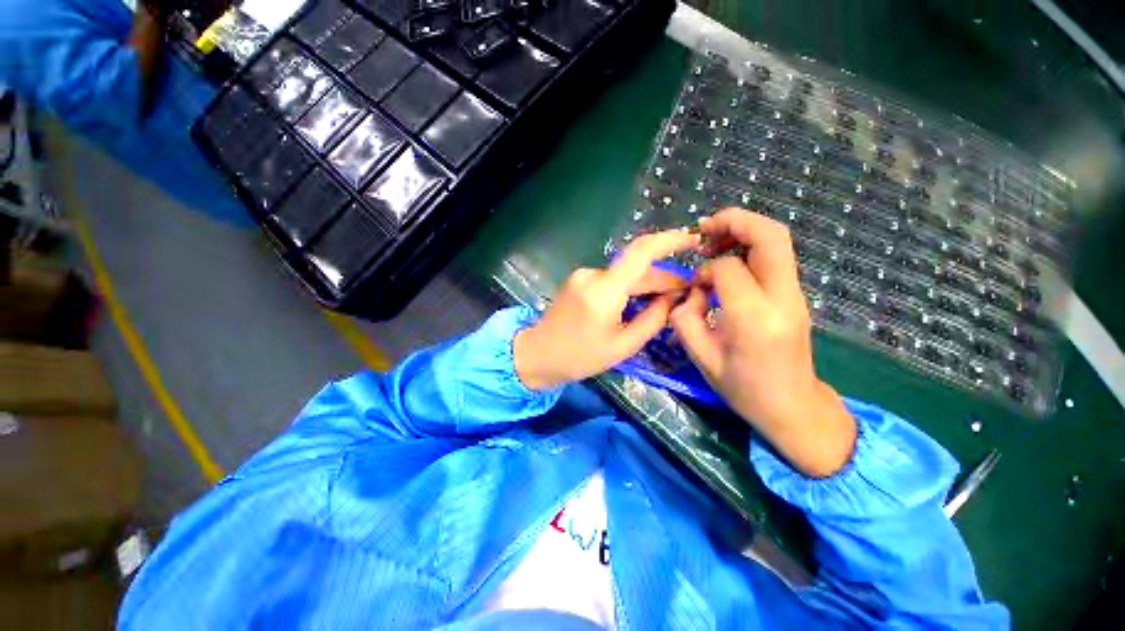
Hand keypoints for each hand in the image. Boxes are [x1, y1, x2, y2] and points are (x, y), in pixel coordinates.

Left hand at [514, 230, 700, 389]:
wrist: (537, 354)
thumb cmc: (579, 357)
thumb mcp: (623, 346)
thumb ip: (654, 319)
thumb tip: (675, 297)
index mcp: (604, 291)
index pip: (641, 252)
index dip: (670, 240)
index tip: (695, 239)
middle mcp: (593, 275)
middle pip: (637, 267)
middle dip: (664, 278)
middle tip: (687, 292)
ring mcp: (584, 275)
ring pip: (626, 274)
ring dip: (647, 284)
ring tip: (667, 300)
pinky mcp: (580, 280)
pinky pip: (613, 279)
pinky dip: (630, 288)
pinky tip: (641, 301)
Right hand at [669, 209, 855, 477]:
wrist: (793, 407)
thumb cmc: (744, 389)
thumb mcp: (702, 358)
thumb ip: (685, 319)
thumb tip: (690, 293)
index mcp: (754, 319)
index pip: (728, 268)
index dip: (705, 270)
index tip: (695, 287)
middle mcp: (782, 300)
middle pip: (770, 236)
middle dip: (734, 221)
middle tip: (705, 227)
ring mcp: (795, 295)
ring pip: (777, 241)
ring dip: (743, 231)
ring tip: (714, 241)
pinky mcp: (795, 296)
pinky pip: (775, 257)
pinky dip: (750, 247)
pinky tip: (729, 261)